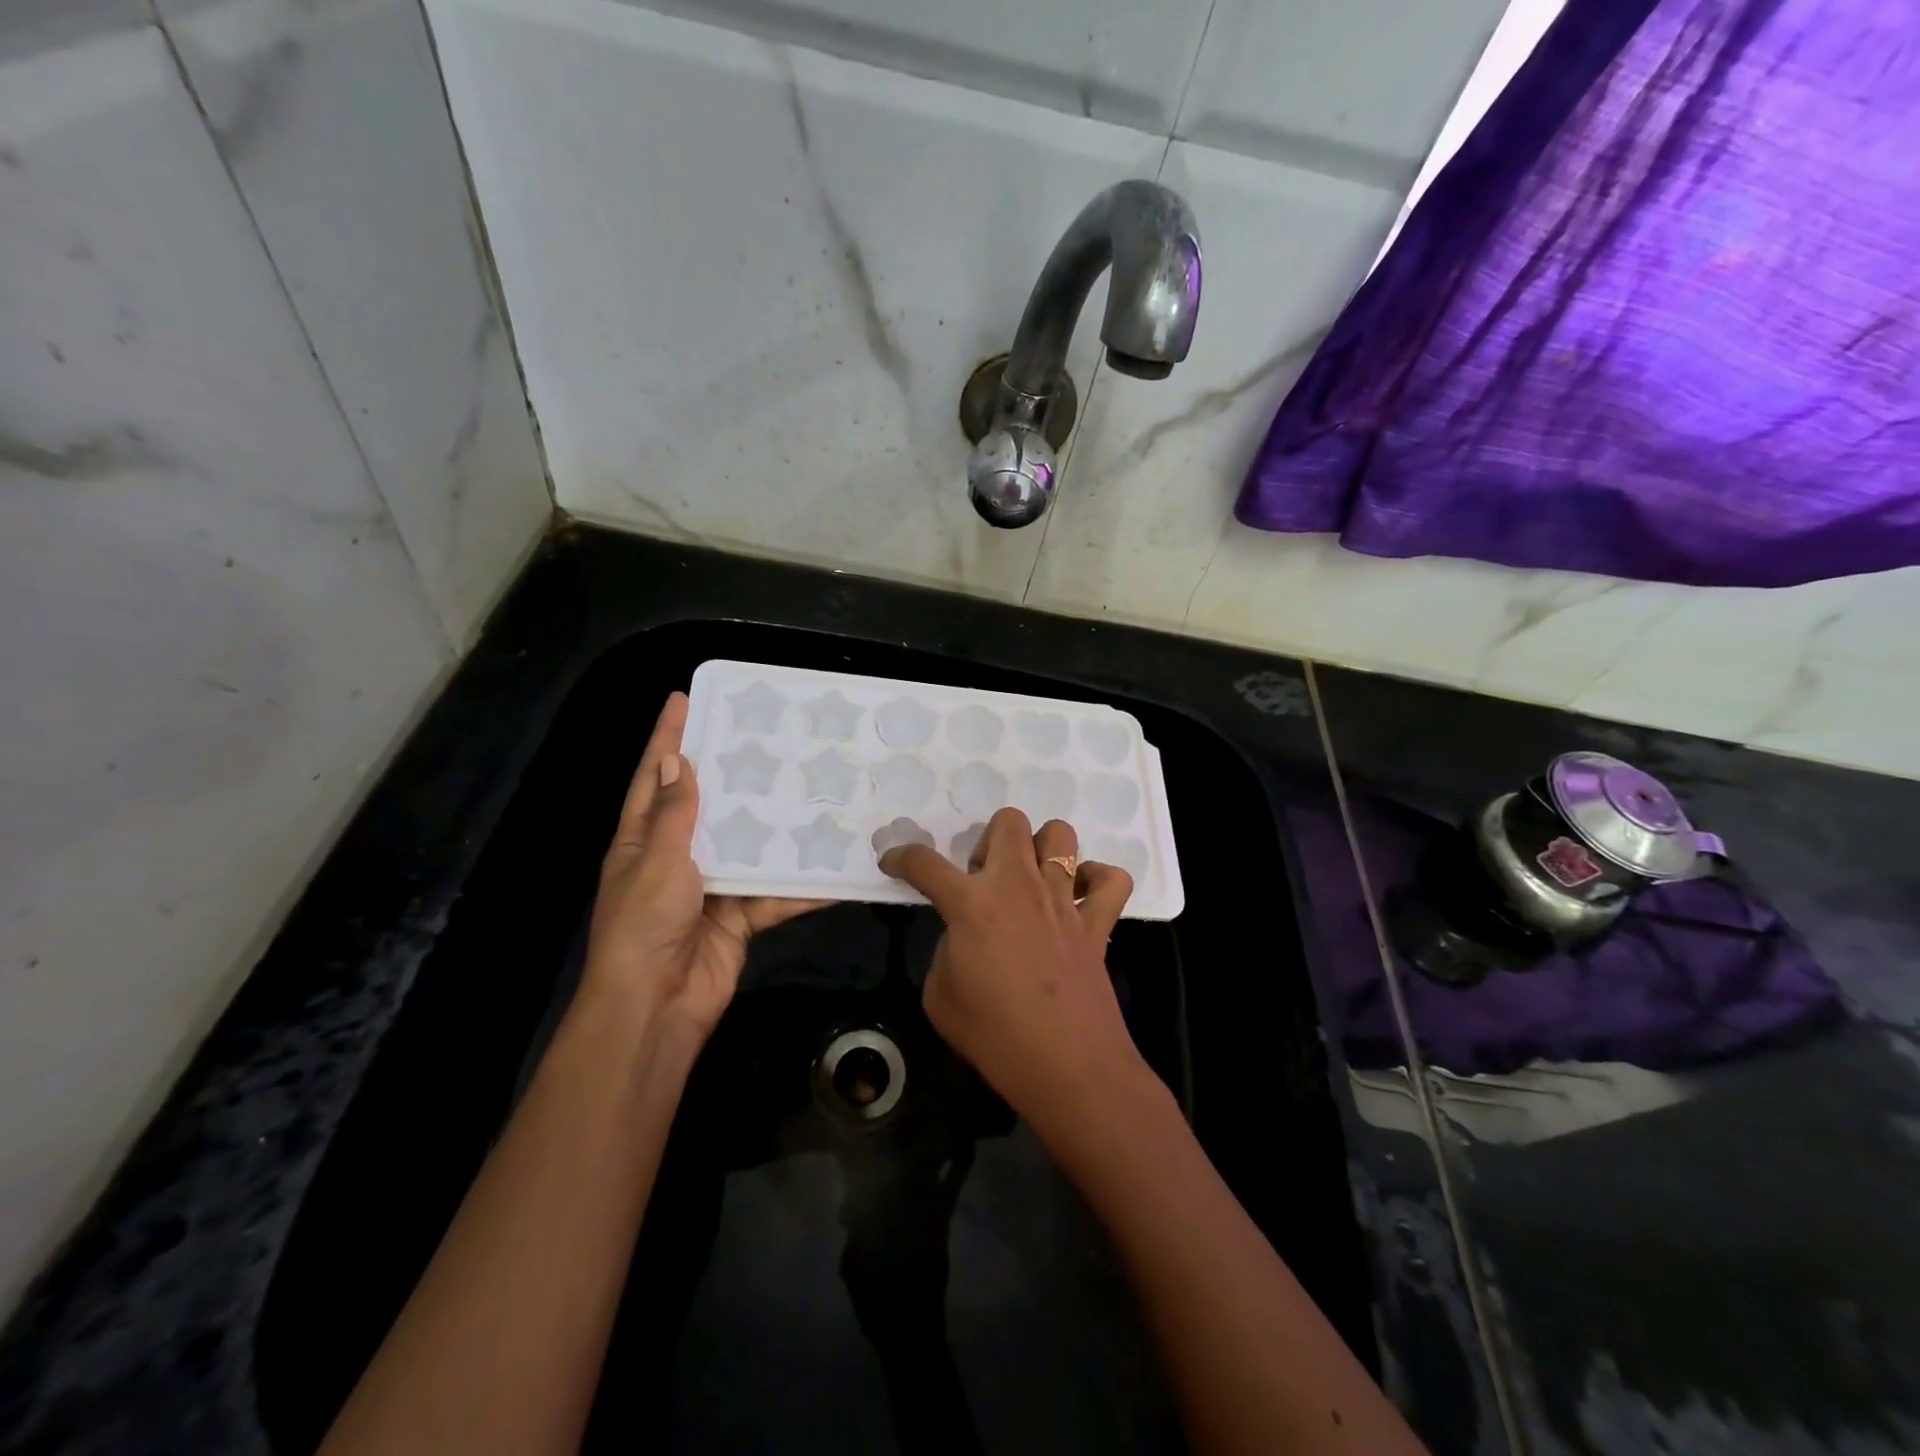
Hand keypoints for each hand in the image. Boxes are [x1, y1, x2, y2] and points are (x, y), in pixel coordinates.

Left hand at [583, 692, 821, 1040]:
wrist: (658, 1006)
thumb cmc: (645, 925)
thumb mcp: (656, 861)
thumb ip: (673, 815)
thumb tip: (675, 761)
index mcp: (642, 839)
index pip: (654, 777)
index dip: (667, 738)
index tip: (684, 698)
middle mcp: (675, 857)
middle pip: (707, 806)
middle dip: (732, 773)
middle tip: (767, 737)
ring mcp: (710, 887)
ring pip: (748, 846)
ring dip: (774, 826)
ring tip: (809, 788)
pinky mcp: (739, 916)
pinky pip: (773, 892)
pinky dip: (801, 885)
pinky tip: (833, 866)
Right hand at [879, 808, 1140, 1128]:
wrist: (1067, 1067)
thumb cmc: (994, 1037)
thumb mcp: (940, 996)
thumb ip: (947, 950)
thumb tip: (964, 936)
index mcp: (972, 904)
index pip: (925, 863)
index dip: (901, 858)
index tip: (893, 862)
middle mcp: (1019, 886)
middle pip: (1007, 822)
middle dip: (987, 841)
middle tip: (982, 882)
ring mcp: (1063, 900)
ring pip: (1060, 834)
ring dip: (1040, 849)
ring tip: (1029, 882)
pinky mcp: (1098, 922)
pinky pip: (1111, 879)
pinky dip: (1096, 881)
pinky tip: (1078, 900)